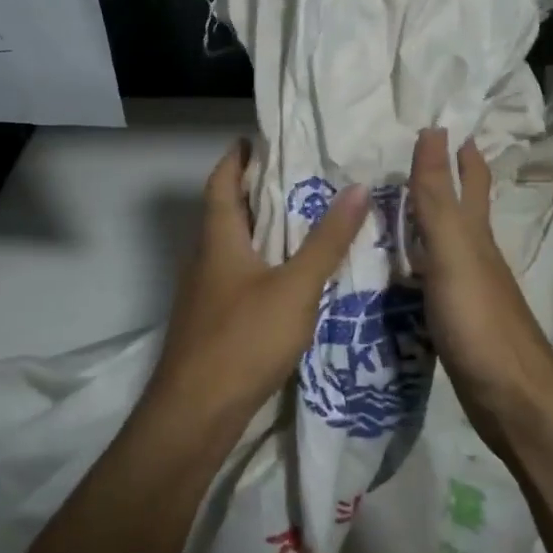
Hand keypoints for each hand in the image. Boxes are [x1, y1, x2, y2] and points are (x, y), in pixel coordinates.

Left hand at [146, 140, 370, 428]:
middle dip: (255, 191)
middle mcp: (205, 259)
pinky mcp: (212, 322)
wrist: (196, 413)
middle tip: (297, 176)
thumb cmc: (243, 339)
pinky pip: (238, 277)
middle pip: (226, 212)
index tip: (257, 139)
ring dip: (260, 229)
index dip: (236, 158)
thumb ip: (326, 241)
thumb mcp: (295, 287)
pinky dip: (261, 264)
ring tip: (302, 220)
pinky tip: (289, 278)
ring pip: (232, 247)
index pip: (221, 182)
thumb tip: (356, 188)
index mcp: (218, 239)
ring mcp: (205, 294)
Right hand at [411, 127, 552, 444]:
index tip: (445, 125)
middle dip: (452, 181)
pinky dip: (418, 265)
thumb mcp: (452, 251)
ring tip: (398, 211)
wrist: (512, 399)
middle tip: (422, 158)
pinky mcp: (458, 321)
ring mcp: (469, 291)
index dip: (462, 154)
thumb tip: (434, 130)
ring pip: (448, 244)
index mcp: (475, 236)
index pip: (470, 182)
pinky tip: (403, 273)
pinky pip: (433, 278)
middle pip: (465, 210)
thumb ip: (438, 197)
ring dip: (429, 223)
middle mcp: (476, 256)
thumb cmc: (480, 320)